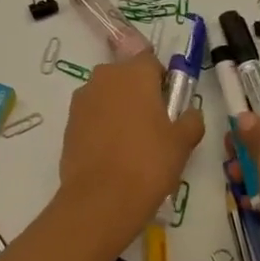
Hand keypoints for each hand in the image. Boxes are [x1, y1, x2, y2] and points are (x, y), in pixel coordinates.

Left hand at [59, 51, 203, 242]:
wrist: (101, 199)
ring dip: (117, 108)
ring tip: (130, 143)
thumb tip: (191, 113)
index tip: (168, 105)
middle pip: (126, 76)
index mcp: (135, 72)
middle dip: (138, 92)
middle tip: (152, 125)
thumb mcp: (182, 142)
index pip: (151, 61)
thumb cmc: (148, 162)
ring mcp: (83, 99)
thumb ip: (191, 120)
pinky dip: (101, 126)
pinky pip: (91, 115)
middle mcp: (105, 76)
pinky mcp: (68, 122)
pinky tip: (111, 153)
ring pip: (107, 95)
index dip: (161, 80)